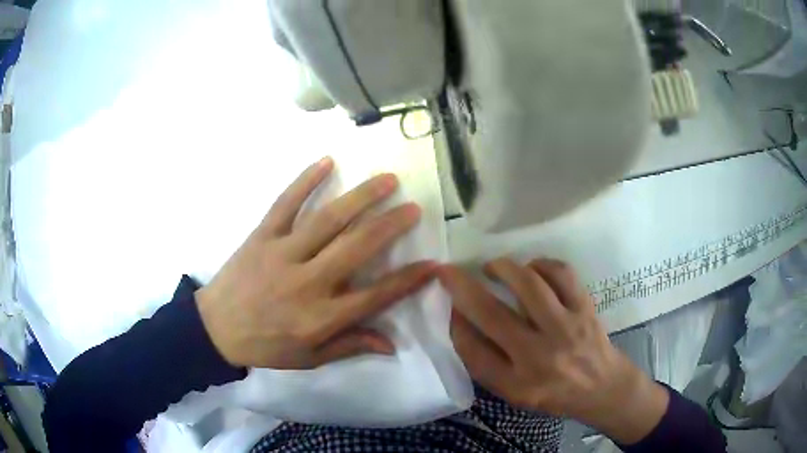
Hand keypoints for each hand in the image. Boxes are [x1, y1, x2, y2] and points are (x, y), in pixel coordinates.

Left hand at [196, 157, 435, 369]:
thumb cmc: (265, 345)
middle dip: (390, 226)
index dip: (407, 280)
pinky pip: (285, 203)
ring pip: (327, 220)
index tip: (432, 264)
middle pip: (357, 248)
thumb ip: (350, 346)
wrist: (215, 328)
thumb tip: (392, 344)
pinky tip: (327, 161)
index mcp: (321, 317)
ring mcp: (283, 253)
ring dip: (360, 197)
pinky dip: (305, 180)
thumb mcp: (309, 359)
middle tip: (413, 207)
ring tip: (386, 179)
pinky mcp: (262, 235)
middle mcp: (307, 281)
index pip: (375, 296)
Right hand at [440, 258, 668, 444]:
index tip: (446, 303)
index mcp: (518, 384)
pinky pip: (562, 274)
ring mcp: (566, 328)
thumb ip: (487, 364)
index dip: (454, 322)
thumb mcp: (515, 393)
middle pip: (492, 314)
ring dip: (503, 268)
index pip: (473, 351)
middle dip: (462, 286)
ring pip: (529, 285)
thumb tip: (462, 321)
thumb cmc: (555, 393)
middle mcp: (540, 356)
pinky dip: (541, 264)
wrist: (603, 387)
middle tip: (448, 270)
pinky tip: (532, 269)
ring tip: (493, 267)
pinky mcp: (585, 308)